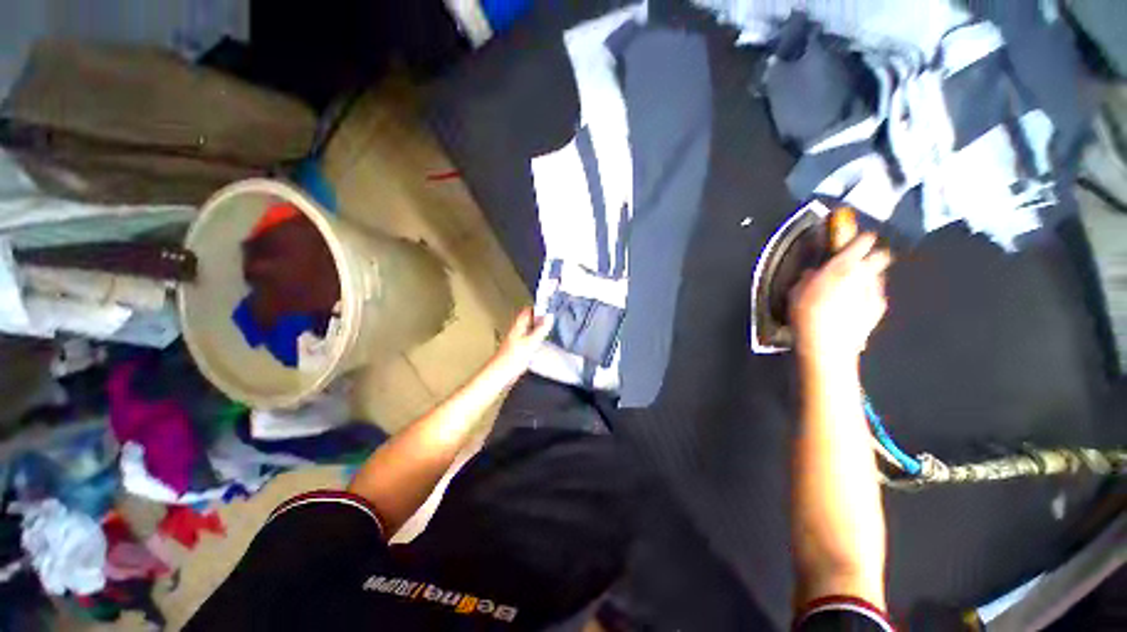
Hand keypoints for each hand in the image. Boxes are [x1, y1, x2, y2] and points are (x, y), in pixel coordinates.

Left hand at [490, 308, 553, 382]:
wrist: (500, 375)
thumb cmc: (511, 358)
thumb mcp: (530, 342)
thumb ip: (541, 330)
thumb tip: (549, 317)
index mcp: (518, 327)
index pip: (527, 311)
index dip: (537, 307)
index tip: (549, 306)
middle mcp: (517, 332)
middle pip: (529, 320)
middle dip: (540, 318)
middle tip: (552, 316)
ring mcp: (518, 341)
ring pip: (530, 330)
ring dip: (539, 328)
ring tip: (550, 327)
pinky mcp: (519, 351)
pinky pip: (530, 341)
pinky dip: (537, 339)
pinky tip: (543, 343)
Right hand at [790, 234, 891, 365]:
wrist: (827, 344)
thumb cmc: (806, 314)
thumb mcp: (796, 292)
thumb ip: (808, 278)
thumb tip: (812, 273)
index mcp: (843, 265)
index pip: (863, 241)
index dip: (861, 239)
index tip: (858, 239)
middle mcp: (864, 274)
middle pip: (882, 256)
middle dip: (873, 257)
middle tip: (858, 265)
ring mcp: (875, 292)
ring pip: (877, 277)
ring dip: (868, 279)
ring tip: (851, 291)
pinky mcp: (879, 308)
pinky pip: (875, 295)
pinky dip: (867, 297)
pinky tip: (854, 307)